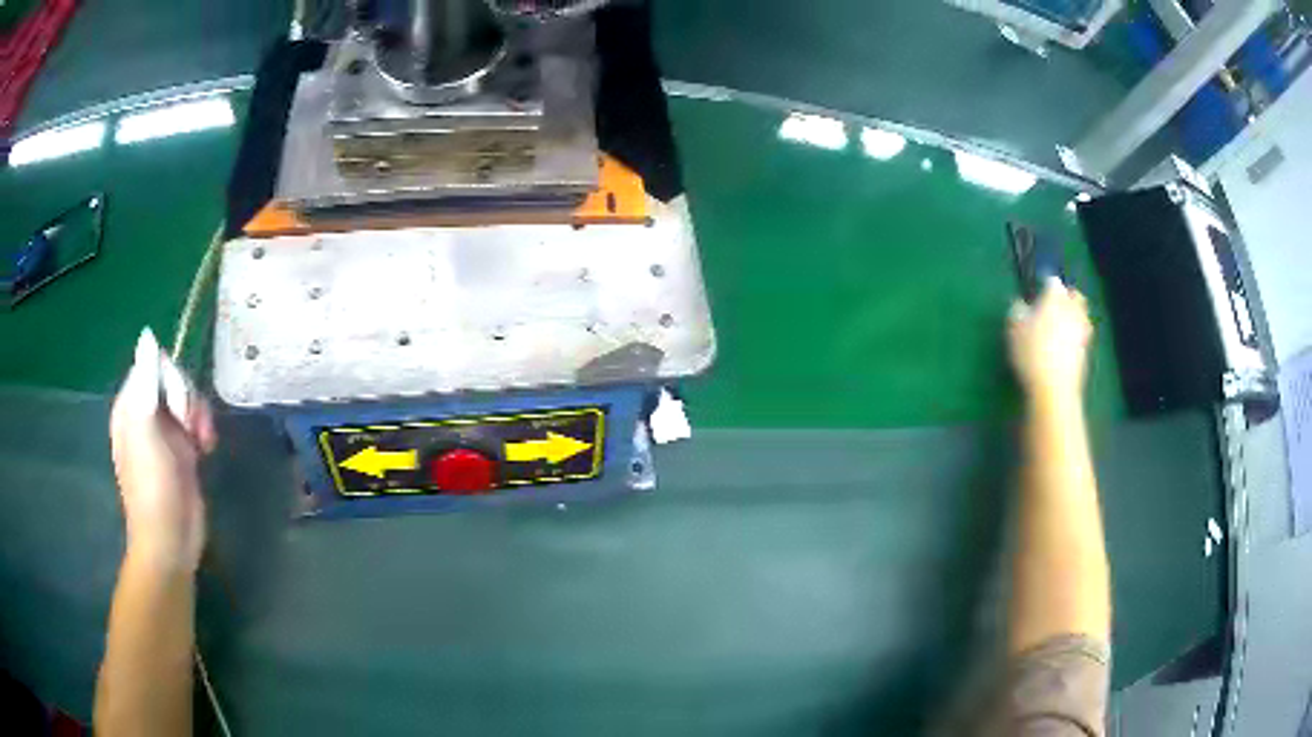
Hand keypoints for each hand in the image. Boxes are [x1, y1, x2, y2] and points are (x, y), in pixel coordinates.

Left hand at [109, 331, 215, 572]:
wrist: (170, 540)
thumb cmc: (153, 488)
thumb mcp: (145, 432)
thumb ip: (144, 383)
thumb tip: (147, 336)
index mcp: (130, 406)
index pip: (152, 364)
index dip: (170, 377)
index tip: (179, 408)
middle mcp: (145, 413)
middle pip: (172, 379)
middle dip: (187, 397)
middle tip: (192, 427)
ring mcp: (165, 432)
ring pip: (186, 398)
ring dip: (199, 413)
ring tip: (204, 441)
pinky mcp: (183, 449)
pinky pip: (195, 420)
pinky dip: (204, 428)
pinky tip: (207, 447)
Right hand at [1008, 278, 1092, 404]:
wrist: (1054, 388)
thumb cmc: (1031, 353)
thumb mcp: (1014, 329)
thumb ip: (1017, 311)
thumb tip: (1021, 304)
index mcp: (1054, 298)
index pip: (1052, 282)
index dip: (1045, 284)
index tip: (1038, 291)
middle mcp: (1072, 309)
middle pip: (1075, 295)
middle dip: (1067, 296)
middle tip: (1056, 304)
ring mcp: (1082, 330)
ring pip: (1081, 314)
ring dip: (1074, 315)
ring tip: (1062, 324)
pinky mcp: (1086, 351)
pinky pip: (1082, 334)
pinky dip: (1075, 335)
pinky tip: (1064, 345)